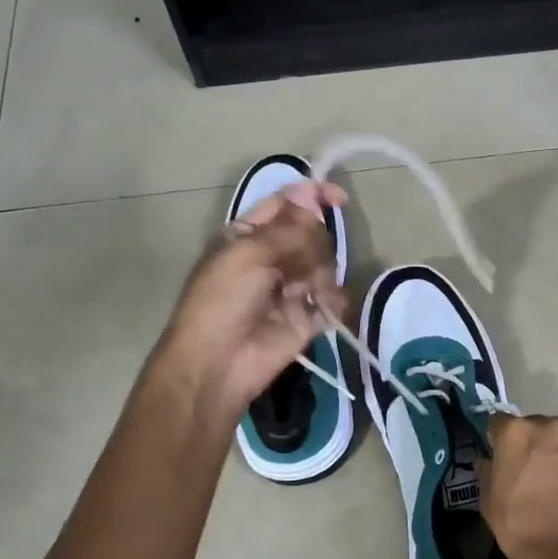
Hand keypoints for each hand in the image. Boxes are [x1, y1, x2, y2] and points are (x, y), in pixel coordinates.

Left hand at [156, 182, 348, 423]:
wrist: (218, 363)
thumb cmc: (222, 301)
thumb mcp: (248, 254)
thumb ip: (288, 228)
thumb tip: (314, 199)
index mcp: (249, 235)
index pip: (287, 203)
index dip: (312, 196)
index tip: (339, 199)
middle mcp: (272, 257)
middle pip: (312, 234)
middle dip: (314, 245)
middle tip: (301, 265)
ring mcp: (292, 287)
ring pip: (326, 264)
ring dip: (322, 276)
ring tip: (309, 295)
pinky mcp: (308, 317)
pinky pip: (334, 299)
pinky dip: (333, 302)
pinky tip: (324, 310)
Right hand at [481, 415, 557, 558]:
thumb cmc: (518, 523)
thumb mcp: (488, 500)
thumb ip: (487, 472)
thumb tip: (487, 462)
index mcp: (516, 432)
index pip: (498, 422)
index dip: (496, 439)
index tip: (497, 456)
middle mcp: (549, 428)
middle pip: (533, 427)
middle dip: (527, 443)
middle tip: (524, 469)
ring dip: (552, 454)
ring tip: (550, 483)